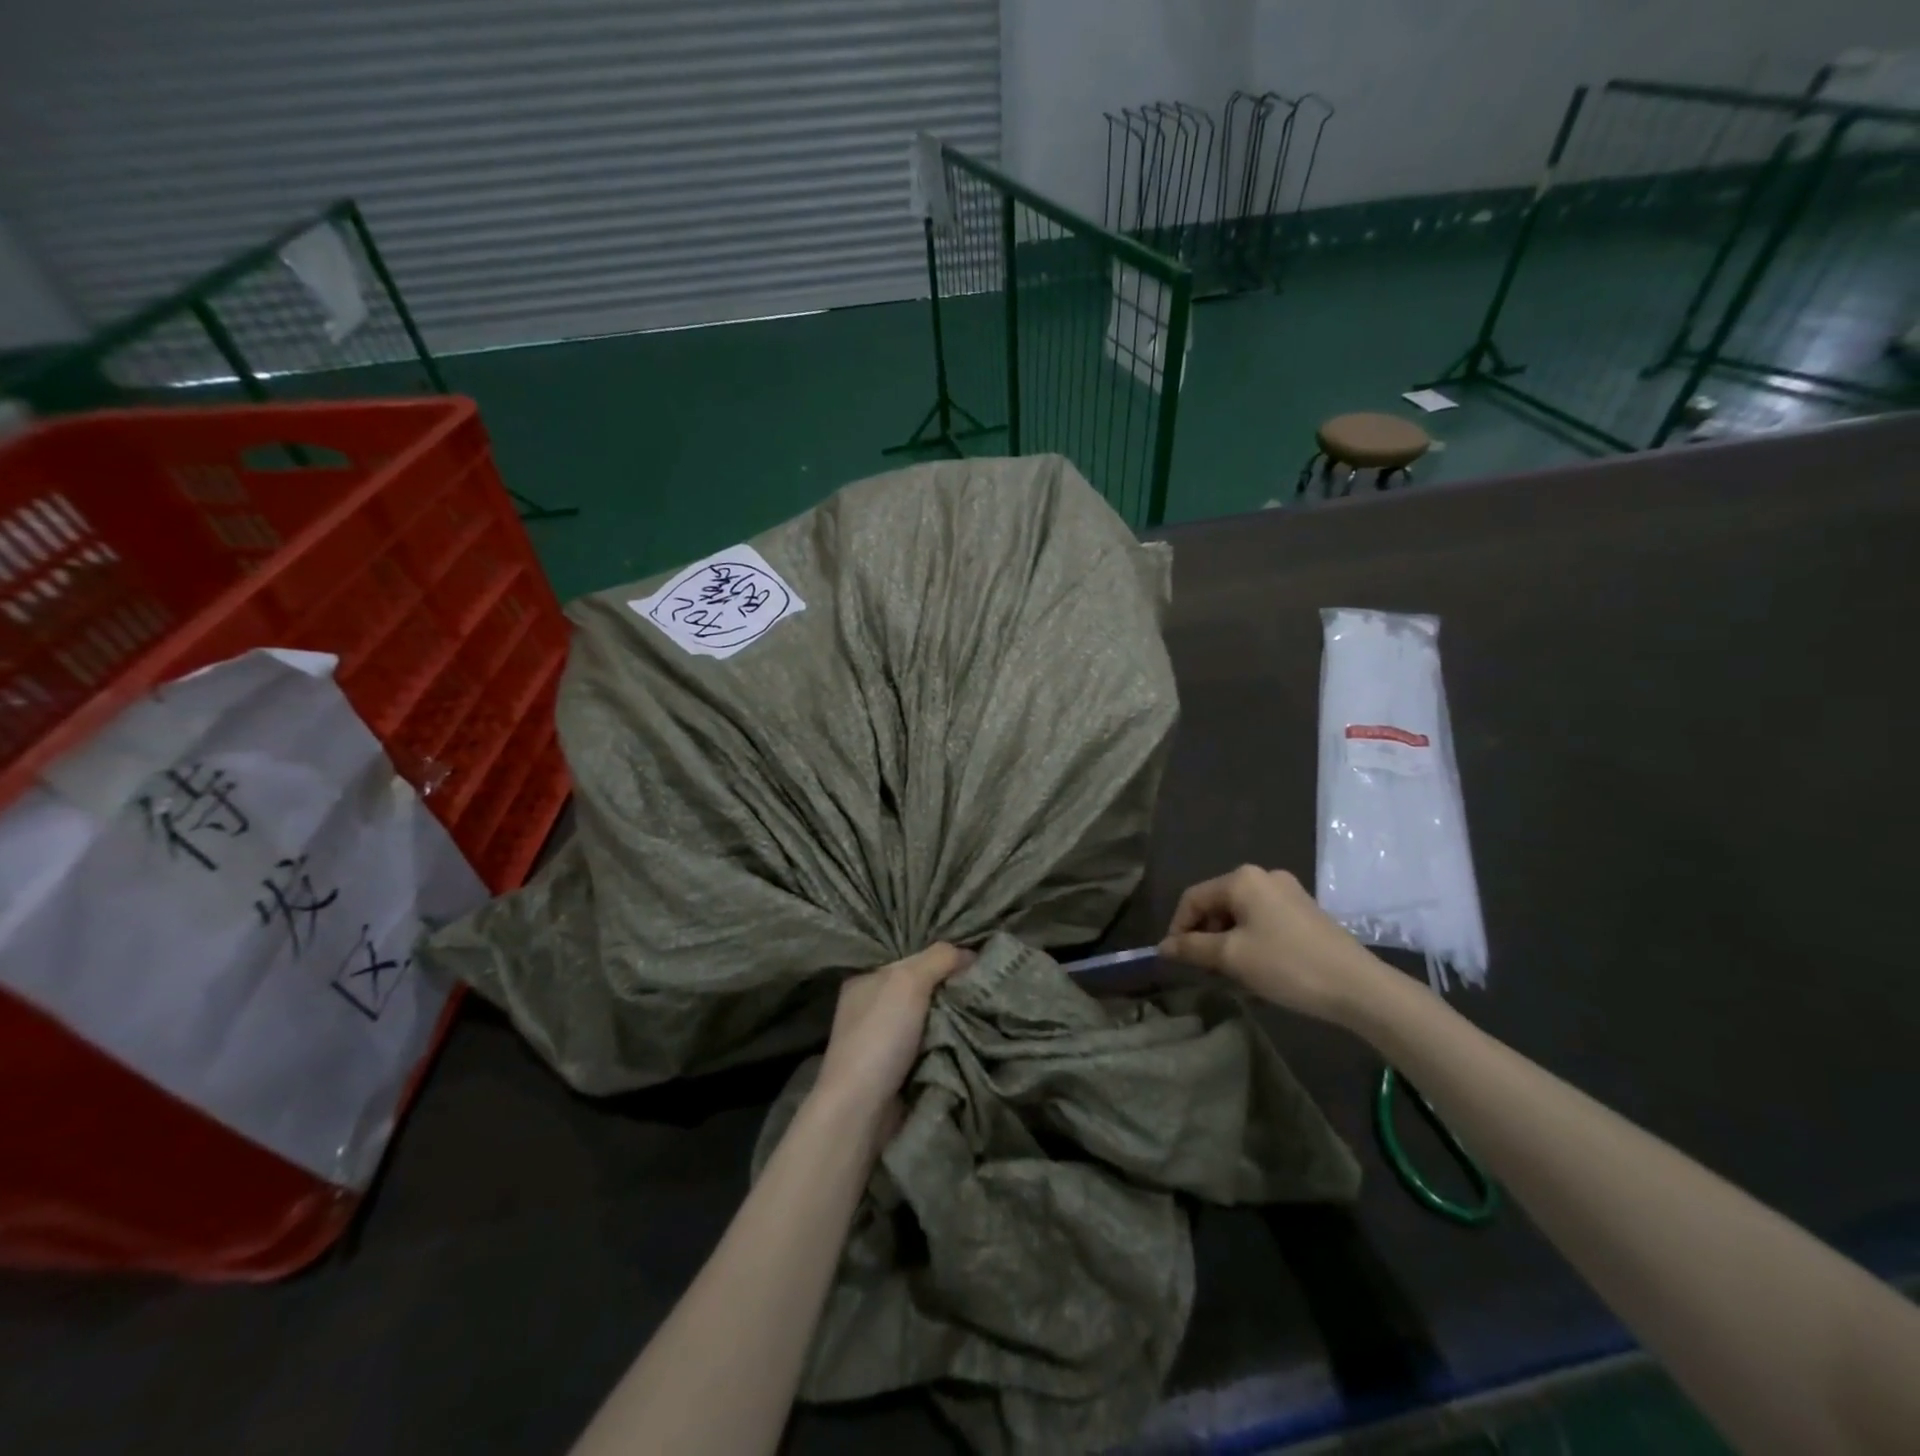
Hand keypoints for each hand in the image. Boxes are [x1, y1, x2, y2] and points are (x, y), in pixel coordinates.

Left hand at [810, 943, 972, 1131]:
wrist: (861, 1111)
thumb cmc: (880, 1036)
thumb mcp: (909, 981)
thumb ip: (939, 958)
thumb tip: (971, 953)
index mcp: (866, 978)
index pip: (911, 956)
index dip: (942, 956)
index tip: (977, 958)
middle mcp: (872, 1005)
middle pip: (924, 987)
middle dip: (952, 988)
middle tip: (988, 984)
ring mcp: (883, 1039)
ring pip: (931, 1018)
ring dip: (955, 1018)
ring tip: (989, 1009)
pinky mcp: (898, 1069)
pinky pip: (933, 1045)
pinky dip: (950, 1043)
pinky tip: (974, 1037)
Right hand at [1159, 866, 1385, 1023]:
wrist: (1358, 987)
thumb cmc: (1287, 965)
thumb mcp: (1231, 957)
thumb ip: (1192, 948)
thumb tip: (1163, 947)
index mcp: (1242, 879)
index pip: (1193, 898)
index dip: (1178, 928)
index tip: (1175, 959)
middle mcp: (1264, 877)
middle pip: (1217, 903)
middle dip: (1204, 935)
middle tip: (1203, 969)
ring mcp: (1288, 892)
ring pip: (1240, 914)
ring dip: (1226, 940)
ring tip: (1230, 972)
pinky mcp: (1305, 911)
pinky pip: (1262, 920)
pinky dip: (1249, 939)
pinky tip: (1256, 966)